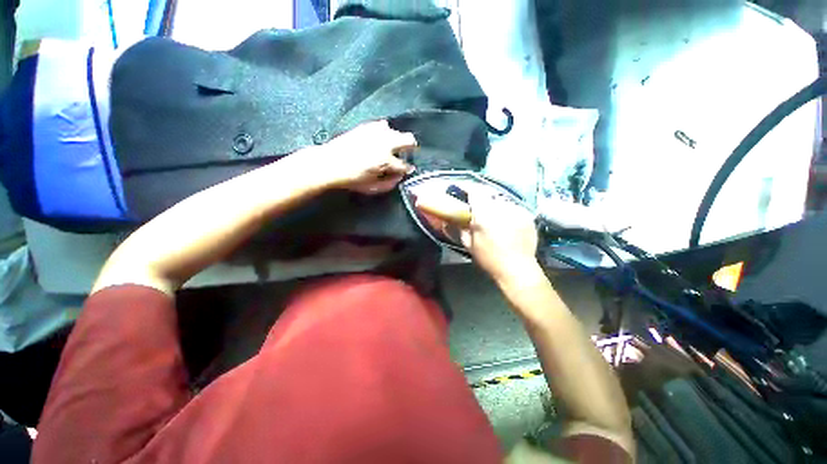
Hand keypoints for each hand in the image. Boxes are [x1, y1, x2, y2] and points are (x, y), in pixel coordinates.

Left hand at [312, 121, 416, 194]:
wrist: (330, 163)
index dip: (407, 170)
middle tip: (406, 154)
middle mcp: (385, 143)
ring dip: (397, 140)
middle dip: (411, 147)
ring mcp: (376, 132)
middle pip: (409, 139)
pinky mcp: (366, 126)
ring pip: (396, 131)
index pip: (405, 165)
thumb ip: (390, 184)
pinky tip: (379, 139)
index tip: (406, 171)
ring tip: (390, 147)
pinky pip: (382, 125)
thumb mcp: (373, 188)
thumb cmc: (352, 179)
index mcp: (386, 160)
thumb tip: (399, 177)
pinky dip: (385, 132)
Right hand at [460, 193, 540, 284]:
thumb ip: (461, 228)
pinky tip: (506, 223)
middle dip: (481, 198)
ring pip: (501, 200)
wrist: (517, 269)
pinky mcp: (527, 215)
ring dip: (494, 205)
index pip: (475, 191)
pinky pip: (513, 207)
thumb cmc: (489, 258)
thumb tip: (453, 220)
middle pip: (488, 193)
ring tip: (493, 217)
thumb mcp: (469, 244)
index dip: (467, 188)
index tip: (461, 190)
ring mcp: (517, 210)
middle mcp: (501, 207)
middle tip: (476, 207)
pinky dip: (506, 211)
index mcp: (484, 214)